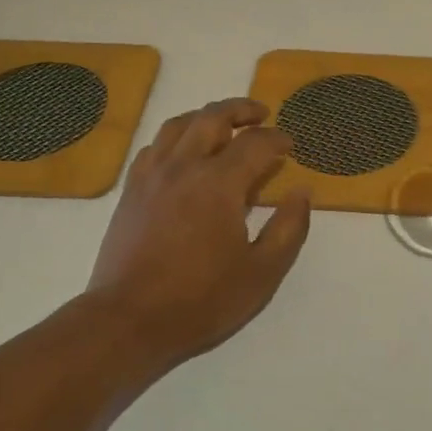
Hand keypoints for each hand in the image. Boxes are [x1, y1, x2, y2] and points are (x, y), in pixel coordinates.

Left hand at [84, 98, 311, 372]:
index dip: (277, 139)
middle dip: (241, 109)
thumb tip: (302, 192)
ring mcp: (152, 175)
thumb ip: (289, 228)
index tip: (290, 146)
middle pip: (213, 117)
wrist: (128, 320)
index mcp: (219, 183)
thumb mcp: (262, 272)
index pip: (255, 143)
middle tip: (261, 114)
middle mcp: (184, 167)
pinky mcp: (131, 190)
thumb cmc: (201, 300)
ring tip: (224, 124)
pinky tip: (184, 151)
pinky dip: (176, 138)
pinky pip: (155, 146)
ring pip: (179, 125)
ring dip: (207, 116)